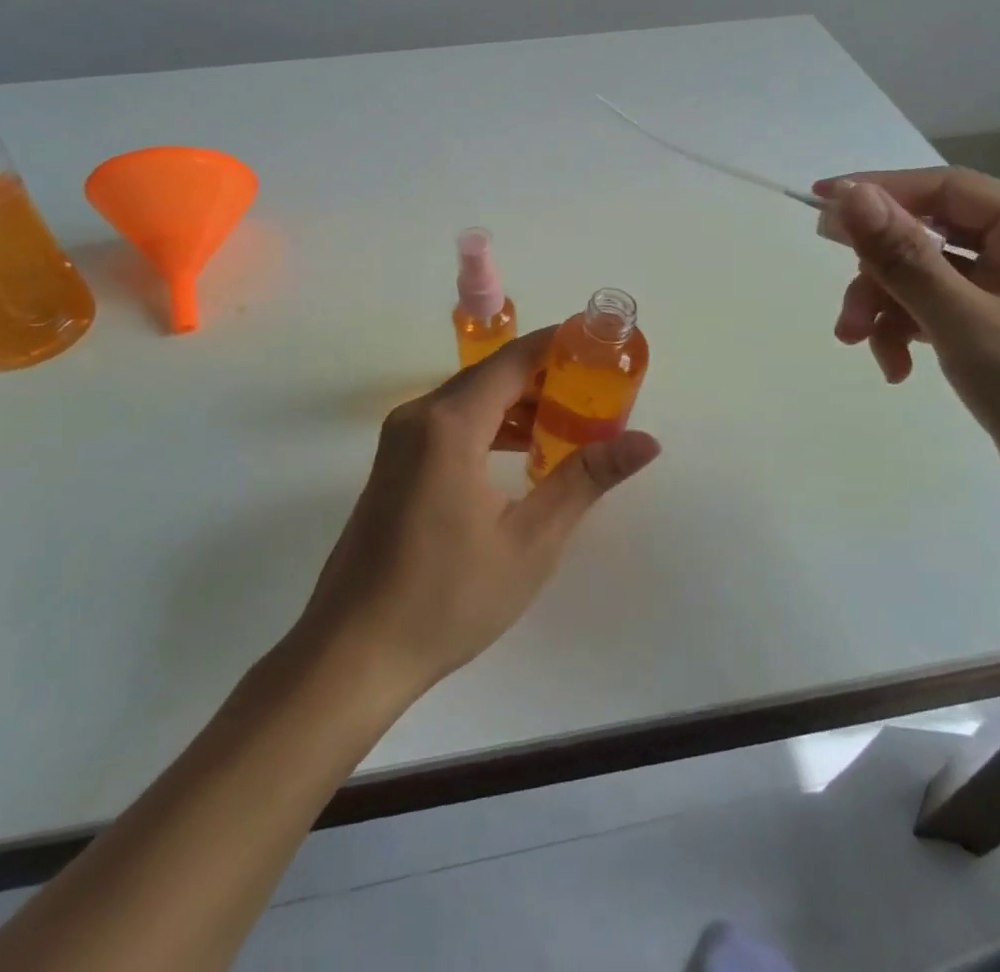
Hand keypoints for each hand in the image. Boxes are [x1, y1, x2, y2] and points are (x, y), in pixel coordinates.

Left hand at [294, 328, 660, 696]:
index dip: (561, 346)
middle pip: (493, 375)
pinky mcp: (394, 462)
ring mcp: (400, 438)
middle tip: (599, 393)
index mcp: (450, 423)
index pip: (515, 359)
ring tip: (571, 424)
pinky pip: (450, 423)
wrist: (352, 653)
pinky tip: (523, 453)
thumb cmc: (447, 598)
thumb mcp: (530, 540)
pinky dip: (490, 425)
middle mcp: (419, 415)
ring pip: (471, 399)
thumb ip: (586, 479)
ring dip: (519, 404)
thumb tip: (647, 441)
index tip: (603, 346)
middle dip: (547, 378)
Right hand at [814, 167, 999, 518]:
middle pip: (929, 238)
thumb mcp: (970, 326)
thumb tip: (851, 195)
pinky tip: (895, 370)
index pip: (946, 189)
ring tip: (863, 348)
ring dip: (886, 309)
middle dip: (879, 273)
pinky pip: (939, 313)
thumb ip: (905, 258)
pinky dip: (909, 334)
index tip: (820, 201)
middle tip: (843, 309)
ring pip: (926, 278)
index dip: (880, 191)